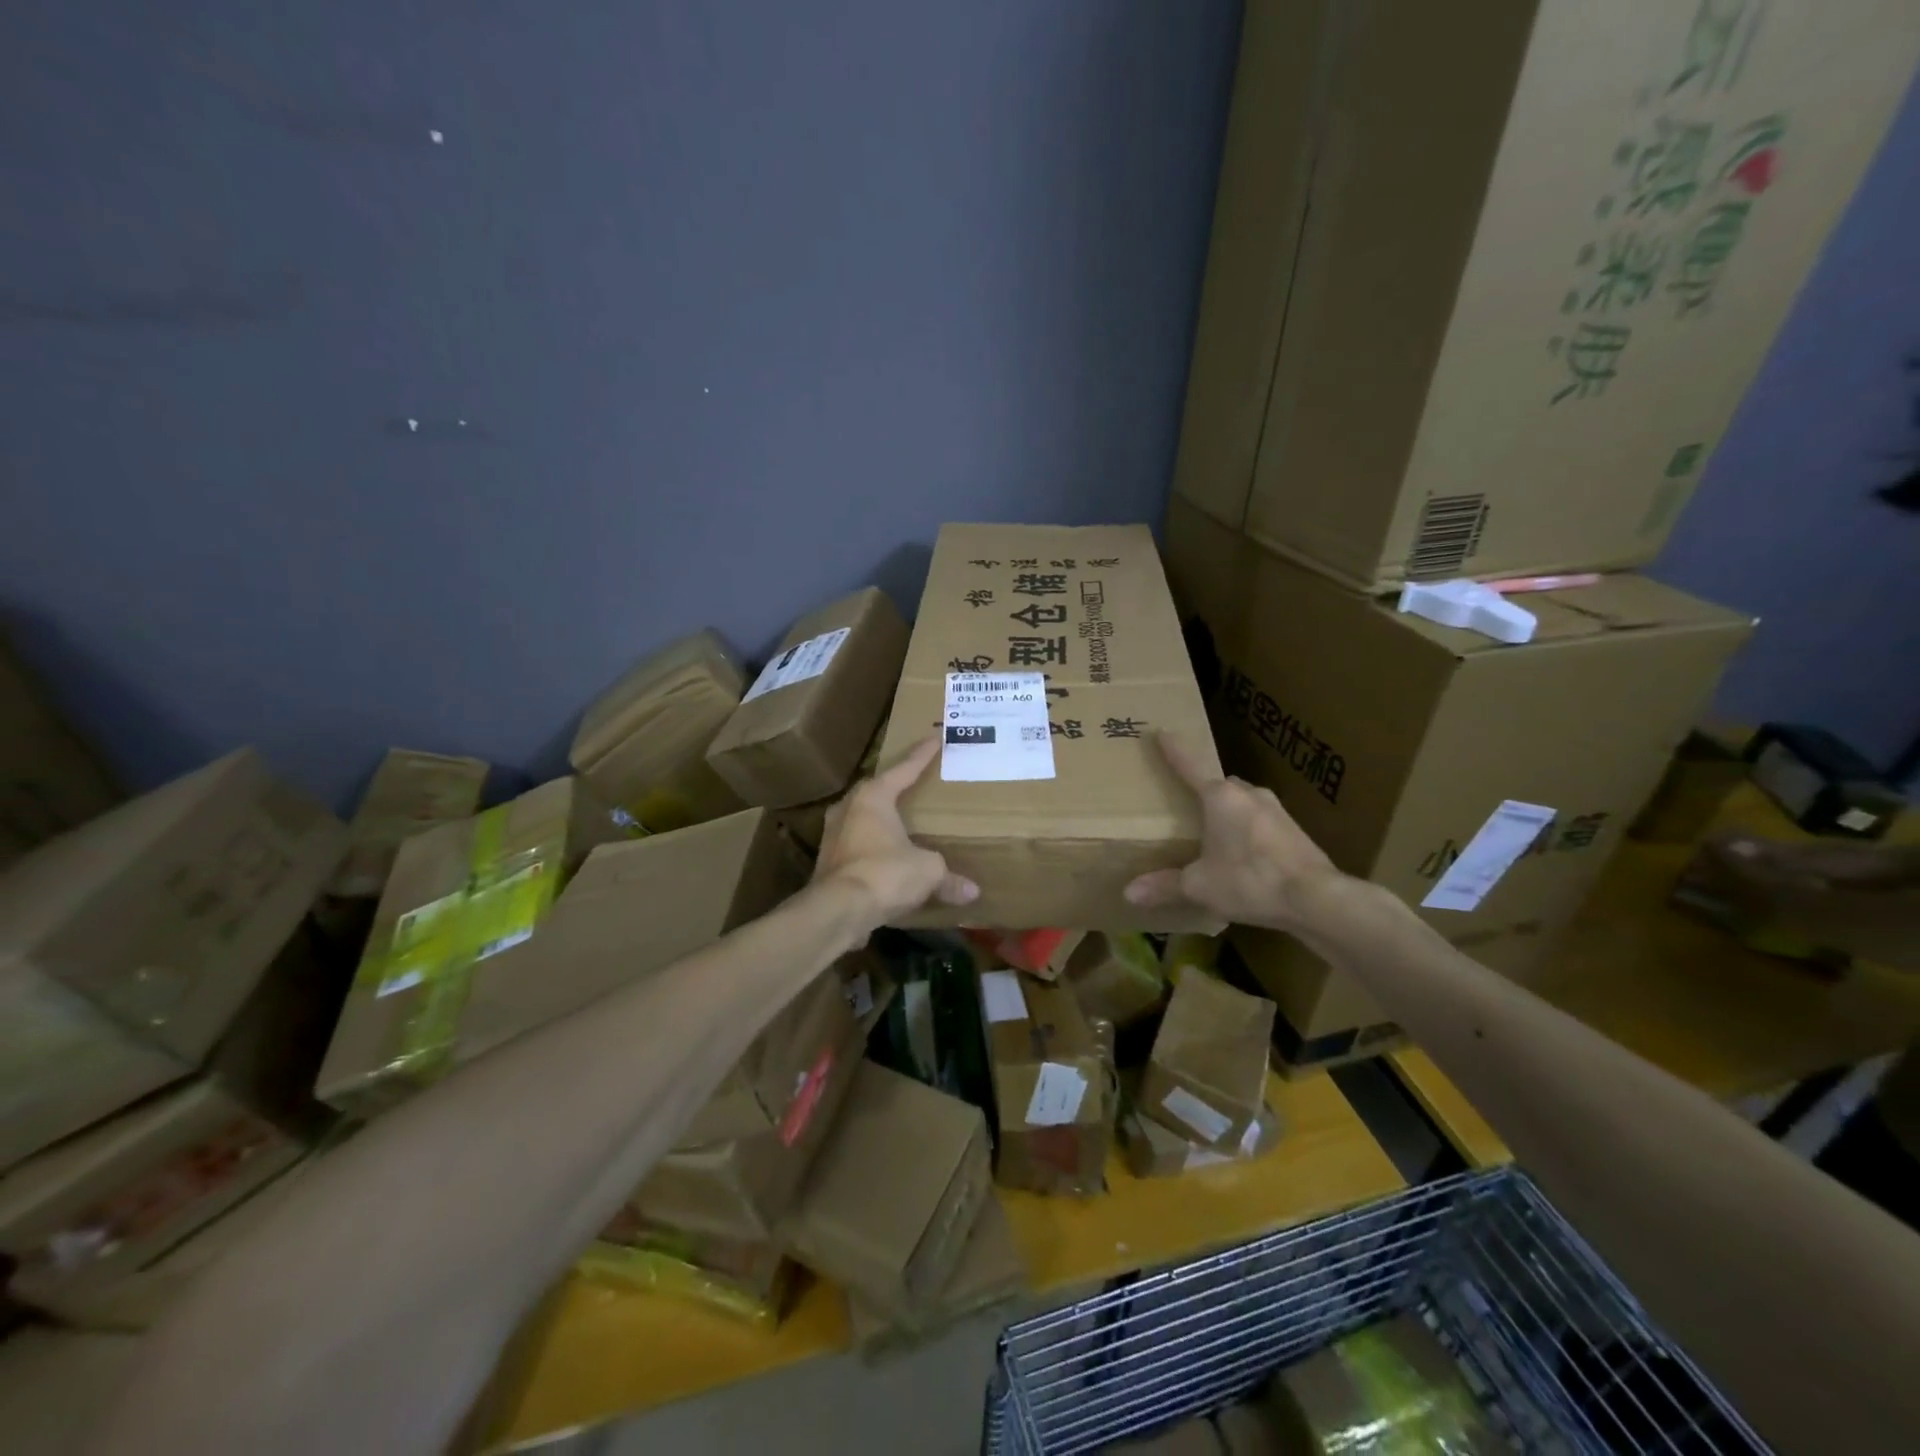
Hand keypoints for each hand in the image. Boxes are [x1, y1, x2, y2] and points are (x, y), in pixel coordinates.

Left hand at [814, 735, 978, 928]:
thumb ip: (948, 877)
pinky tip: (887, 860)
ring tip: (901, 823)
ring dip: (881, 822)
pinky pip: (857, 848)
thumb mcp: (927, 871)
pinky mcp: (828, 864)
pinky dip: (873, 851)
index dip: (922, 755)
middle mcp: (848, 809)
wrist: (838, 911)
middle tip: (914, 783)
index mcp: (873, 797)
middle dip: (895, 788)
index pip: (903, 770)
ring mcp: (833, 836)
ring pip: (862, 820)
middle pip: (876, 791)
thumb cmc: (885, 873)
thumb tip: (972, 892)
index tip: (934, 739)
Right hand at [1124, 733, 1342, 932]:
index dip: (1174, 749)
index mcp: (1220, 797)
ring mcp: (1276, 810)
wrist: (1316, 899)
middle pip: (1220, 784)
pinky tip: (1244, 855)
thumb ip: (1165, 885)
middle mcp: (1249, 794)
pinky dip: (1248, 830)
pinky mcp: (1294, 831)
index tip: (1163, 730)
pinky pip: (1261, 821)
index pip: (1190, 765)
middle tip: (1187, 804)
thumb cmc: (1250, 880)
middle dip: (1203, 790)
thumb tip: (1130, 893)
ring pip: (1243, 802)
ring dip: (1228, 812)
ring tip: (1214, 834)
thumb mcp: (1200, 885)